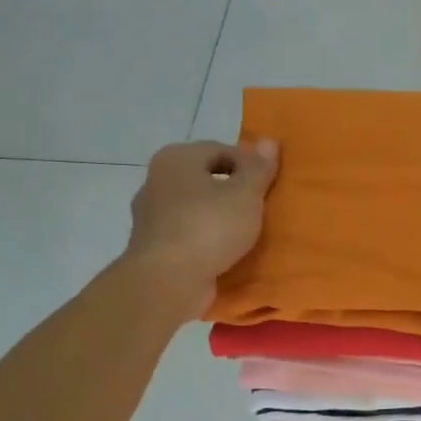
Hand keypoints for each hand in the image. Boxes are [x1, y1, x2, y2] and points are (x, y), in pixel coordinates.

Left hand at [126, 139, 278, 312]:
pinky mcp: (153, 245)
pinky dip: (206, 239)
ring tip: (246, 232)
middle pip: (206, 178)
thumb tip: (269, 140)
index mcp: (176, 158)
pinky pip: (188, 234)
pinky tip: (225, 252)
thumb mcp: (245, 194)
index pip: (221, 149)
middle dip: (233, 191)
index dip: (249, 165)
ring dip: (219, 217)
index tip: (269, 186)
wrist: (168, 280)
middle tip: (260, 208)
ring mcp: (151, 215)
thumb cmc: (209, 227)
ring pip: (196, 207)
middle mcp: (157, 179)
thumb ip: (258, 168)